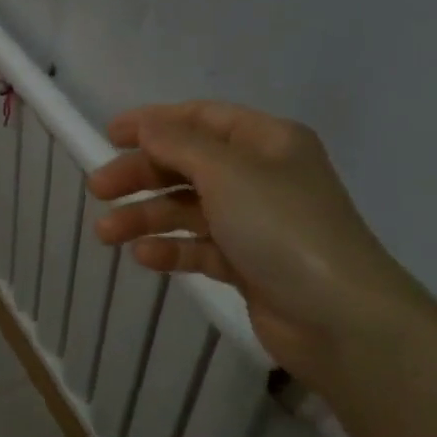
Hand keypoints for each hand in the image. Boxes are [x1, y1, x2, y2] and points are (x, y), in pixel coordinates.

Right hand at [87, 101, 429, 385]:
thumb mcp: (227, 172)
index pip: (201, 119)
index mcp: (266, 141)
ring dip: (146, 216)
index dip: (154, 123)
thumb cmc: (282, 227)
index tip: (109, 135)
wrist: (339, 317)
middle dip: (142, 175)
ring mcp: (255, 222)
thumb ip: (179, 144)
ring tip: (106, 232)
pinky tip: (144, 256)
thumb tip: (146, 124)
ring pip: (188, 209)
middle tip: (98, 189)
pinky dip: (172, 248)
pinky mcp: (248, 264)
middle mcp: (261, 176)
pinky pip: (200, 247)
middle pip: (188, 165)